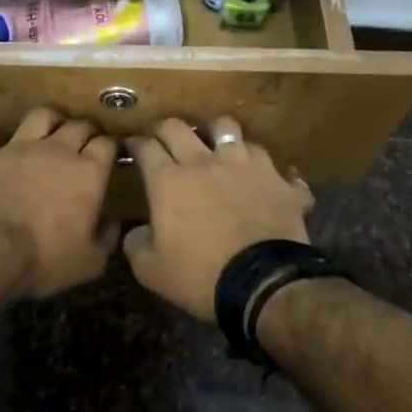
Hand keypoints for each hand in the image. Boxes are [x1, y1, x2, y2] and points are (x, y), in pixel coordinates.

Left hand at [0, 109, 120, 299]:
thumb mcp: (88, 262)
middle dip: (86, 130)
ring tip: (49, 130)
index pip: (107, 145)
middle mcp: (55, 150)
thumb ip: (106, 239)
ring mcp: (16, 148)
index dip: (112, 146)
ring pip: (38, 116)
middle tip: (87, 140)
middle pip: (77, 125)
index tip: (113, 152)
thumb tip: (114, 224)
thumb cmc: (44, 258)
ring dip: (48, 121)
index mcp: (87, 173)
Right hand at [122, 116, 312, 321]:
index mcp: (169, 180)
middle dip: (166, 129)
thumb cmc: (200, 275)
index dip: (135, 144)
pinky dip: (268, 171)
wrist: (264, 284)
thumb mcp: (151, 270)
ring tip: (217, 146)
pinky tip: (266, 180)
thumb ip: (135, 244)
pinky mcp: (278, 180)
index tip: (132, 146)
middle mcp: (205, 162)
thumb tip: (135, 231)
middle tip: (164, 139)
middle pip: (179, 127)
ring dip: (218, 134)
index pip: (145, 147)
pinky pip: (275, 165)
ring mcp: (246, 165)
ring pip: (228, 128)